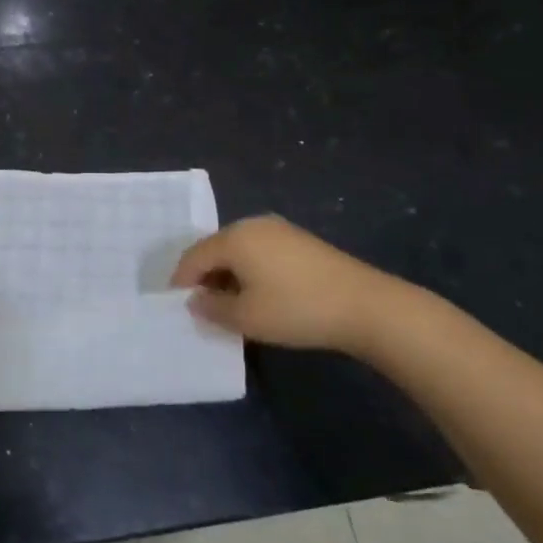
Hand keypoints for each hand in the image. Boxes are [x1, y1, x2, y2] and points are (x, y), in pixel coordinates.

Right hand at [171, 215, 421, 355]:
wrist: (366, 306)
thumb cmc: (296, 309)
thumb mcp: (246, 317)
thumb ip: (212, 308)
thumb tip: (195, 300)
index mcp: (234, 238)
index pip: (194, 257)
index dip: (181, 281)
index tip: (176, 304)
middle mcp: (252, 225)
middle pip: (215, 249)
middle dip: (204, 276)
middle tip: (201, 306)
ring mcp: (279, 230)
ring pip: (239, 251)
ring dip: (228, 275)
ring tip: (229, 304)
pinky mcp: (300, 241)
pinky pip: (260, 252)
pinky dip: (250, 271)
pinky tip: (259, 294)